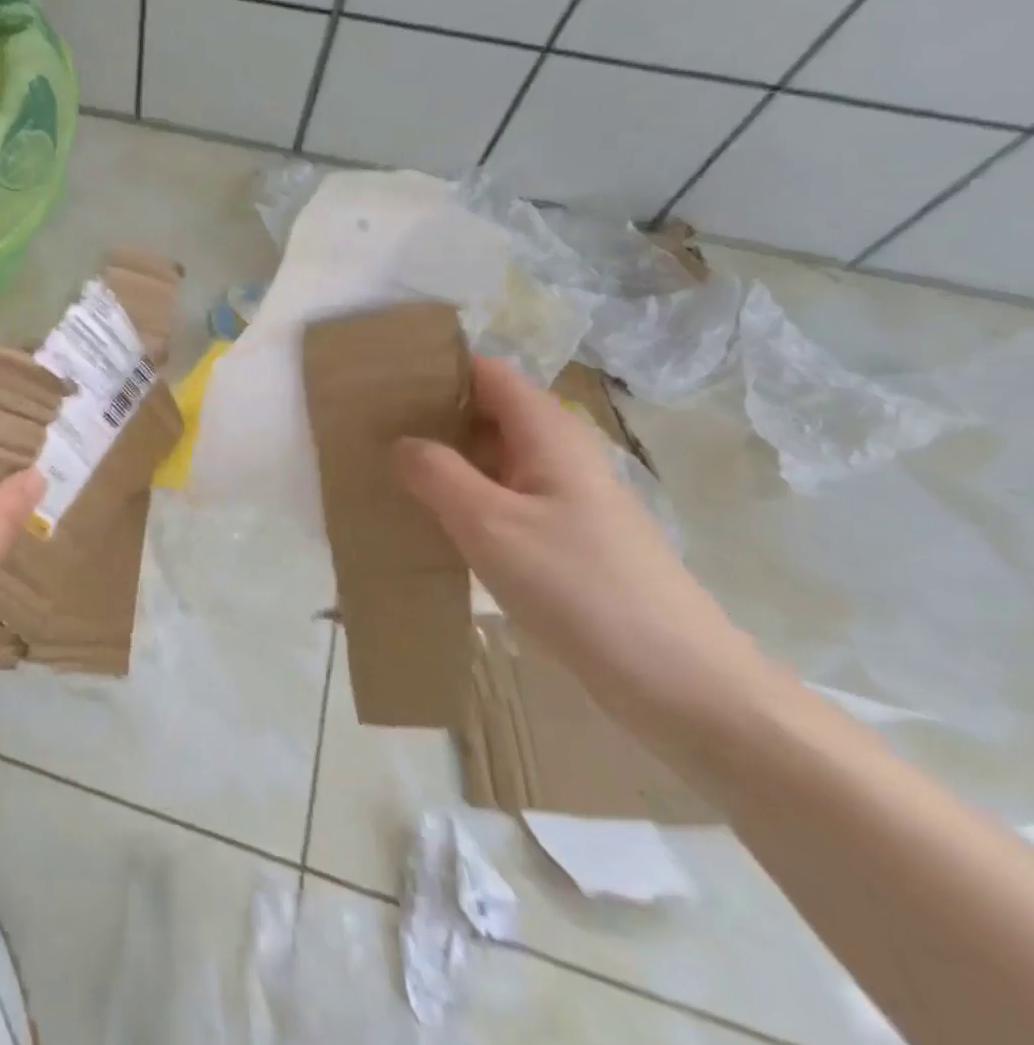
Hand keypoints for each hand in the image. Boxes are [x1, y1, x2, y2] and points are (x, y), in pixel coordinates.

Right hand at [392, 354, 763, 725]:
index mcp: (548, 433)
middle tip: (369, 429)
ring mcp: (566, 498)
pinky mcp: (567, 538)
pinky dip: (465, 497)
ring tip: (385, 469)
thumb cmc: (581, 588)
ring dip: (444, 459)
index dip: (437, 368)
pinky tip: (430, 519)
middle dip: (431, 415)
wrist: (683, 685)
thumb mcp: (490, 525)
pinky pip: (503, 498)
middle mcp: (560, 453)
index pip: (486, 372)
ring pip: (493, 458)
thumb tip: (401, 443)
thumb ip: (436, 474)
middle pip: (487, 411)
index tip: (382, 381)